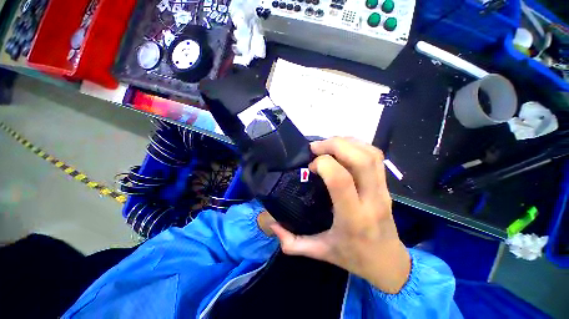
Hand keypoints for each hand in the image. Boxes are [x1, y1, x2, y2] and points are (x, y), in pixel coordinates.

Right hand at [270, 137, 410, 293]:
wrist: (387, 262)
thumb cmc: (353, 257)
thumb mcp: (320, 252)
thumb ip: (293, 243)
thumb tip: (273, 225)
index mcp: (353, 218)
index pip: (340, 179)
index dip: (323, 164)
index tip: (311, 166)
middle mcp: (372, 200)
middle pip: (360, 160)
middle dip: (335, 145)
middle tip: (316, 147)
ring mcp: (383, 190)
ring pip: (371, 154)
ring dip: (347, 142)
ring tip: (328, 145)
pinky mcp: (387, 185)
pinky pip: (376, 156)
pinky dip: (358, 145)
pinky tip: (343, 148)